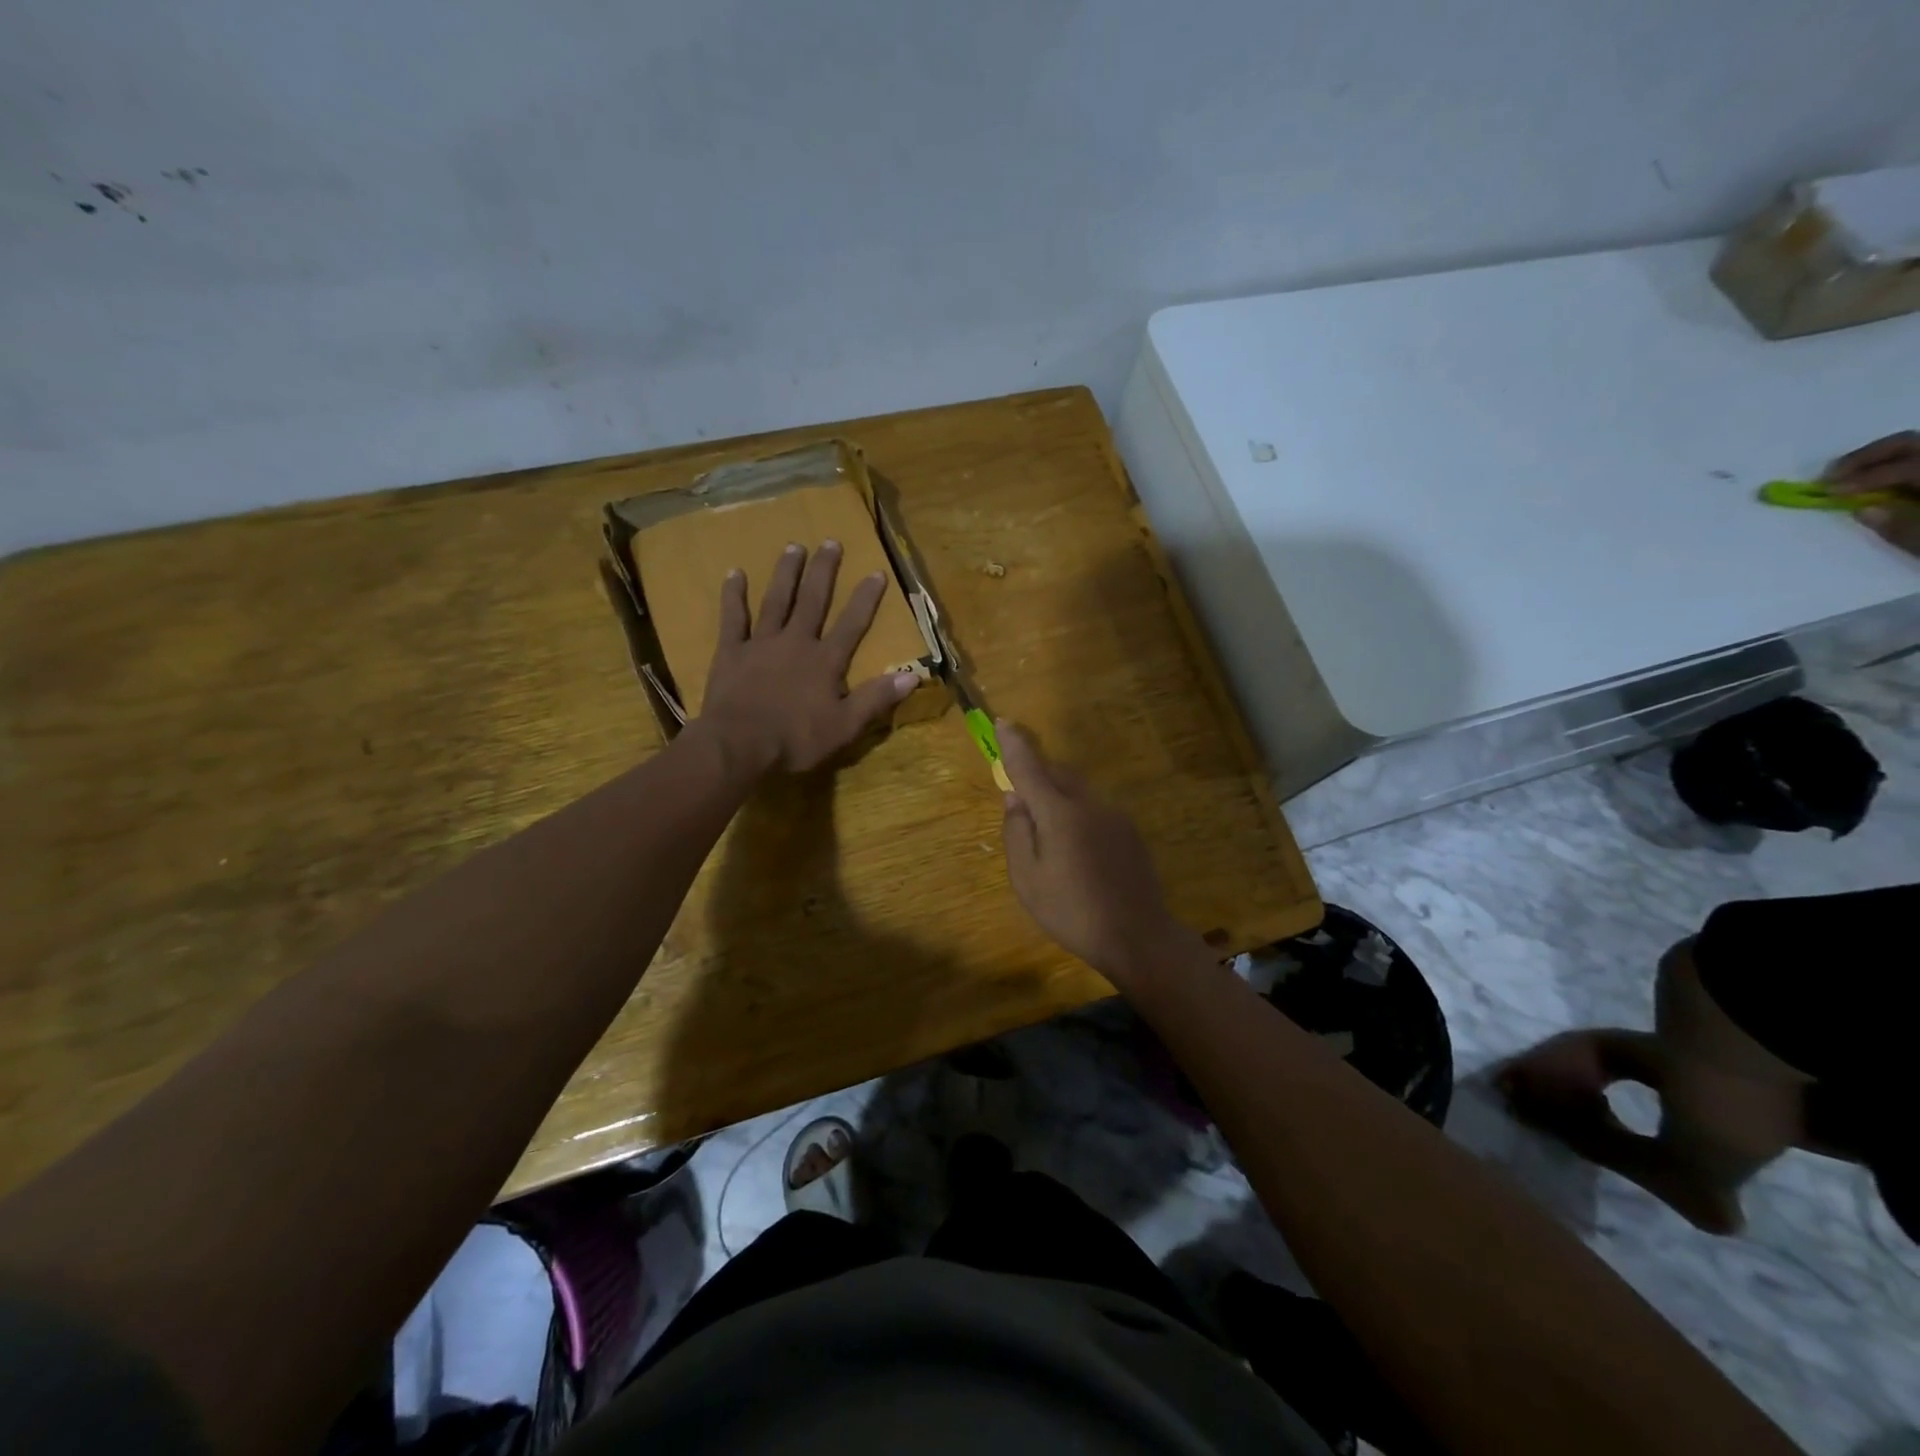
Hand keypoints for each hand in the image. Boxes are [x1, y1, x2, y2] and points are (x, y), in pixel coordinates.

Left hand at [699, 541, 919, 772]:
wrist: (739, 745)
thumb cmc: (796, 740)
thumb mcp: (845, 726)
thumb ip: (877, 698)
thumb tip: (914, 675)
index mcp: (825, 661)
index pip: (852, 624)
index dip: (866, 598)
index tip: (876, 572)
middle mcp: (796, 642)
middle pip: (813, 600)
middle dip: (824, 571)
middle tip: (830, 542)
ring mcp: (761, 643)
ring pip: (776, 600)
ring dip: (786, 573)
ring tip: (793, 547)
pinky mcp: (731, 652)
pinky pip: (733, 618)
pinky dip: (734, 596)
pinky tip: (735, 573)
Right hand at [998, 723, 1199, 987]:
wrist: (1138, 936)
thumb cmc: (1072, 911)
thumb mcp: (1028, 879)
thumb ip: (1017, 833)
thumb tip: (1015, 798)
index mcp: (1059, 813)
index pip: (1031, 767)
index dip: (1015, 744)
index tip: (1003, 723)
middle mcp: (1089, 804)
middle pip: (1058, 774)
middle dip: (1037, 774)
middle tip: (1021, 799)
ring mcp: (1115, 817)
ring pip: (1078, 792)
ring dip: (1058, 797)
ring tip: (1049, 835)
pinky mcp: (1130, 833)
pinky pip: (1095, 811)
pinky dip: (1078, 816)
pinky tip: (1078, 852)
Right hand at [1826, 431, 1919, 555]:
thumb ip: (1906, 529)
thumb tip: (1864, 510)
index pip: (1907, 466)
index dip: (1864, 477)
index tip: (1826, 492)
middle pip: (1913, 443)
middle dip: (1868, 458)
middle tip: (1830, 478)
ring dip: (1883, 461)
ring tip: (1851, 479)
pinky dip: (1904, 467)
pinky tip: (1884, 484)